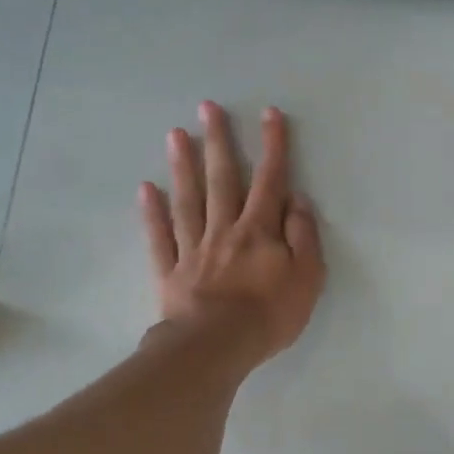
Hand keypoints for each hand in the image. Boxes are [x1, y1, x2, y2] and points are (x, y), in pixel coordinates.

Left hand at [140, 101, 324, 362]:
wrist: (217, 346)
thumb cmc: (269, 314)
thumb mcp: (308, 277)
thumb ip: (304, 236)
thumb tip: (297, 200)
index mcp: (260, 230)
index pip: (270, 180)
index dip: (272, 146)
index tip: (268, 114)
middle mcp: (225, 229)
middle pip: (221, 178)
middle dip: (217, 141)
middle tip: (207, 107)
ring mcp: (193, 248)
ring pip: (188, 199)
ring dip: (182, 165)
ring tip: (175, 134)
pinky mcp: (170, 270)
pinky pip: (160, 236)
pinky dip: (152, 212)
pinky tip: (146, 189)